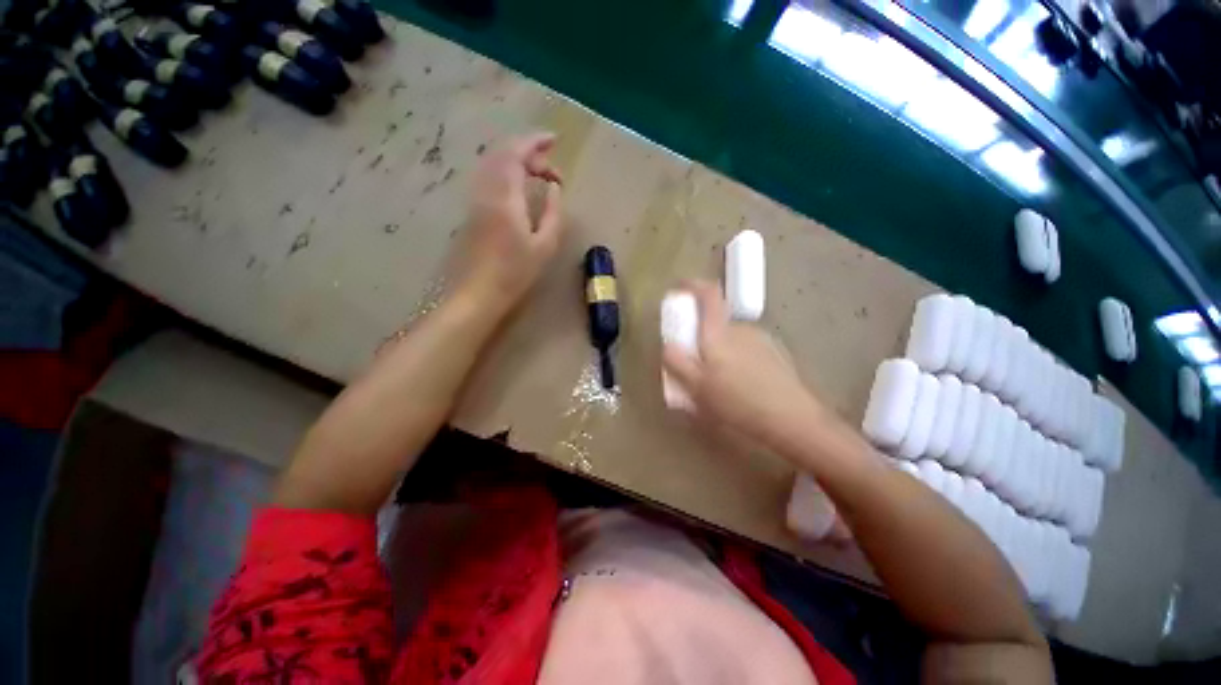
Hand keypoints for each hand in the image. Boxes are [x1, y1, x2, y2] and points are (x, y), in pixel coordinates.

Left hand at [454, 132, 564, 313]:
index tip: (554, 140)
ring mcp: (476, 200)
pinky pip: (490, 179)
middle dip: (530, 154)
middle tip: (553, 171)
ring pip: (494, 165)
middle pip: (504, 155)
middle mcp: (486, 190)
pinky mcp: (473, 211)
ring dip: (518, 164)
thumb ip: (553, 213)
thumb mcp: (544, 245)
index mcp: (506, 196)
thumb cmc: (515, 272)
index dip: (535, 141)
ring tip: (539, 178)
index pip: (516, 153)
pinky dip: (508, 175)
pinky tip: (521, 191)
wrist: (478, 292)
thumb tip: (553, 188)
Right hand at [663, 281, 825, 450]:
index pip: (708, 294)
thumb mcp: (696, 387)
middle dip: (702, 336)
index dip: (692, 286)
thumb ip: (677, 362)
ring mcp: (762, 341)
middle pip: (716, 322)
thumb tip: (668, 345)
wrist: (792, 421)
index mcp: (719, 333)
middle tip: (695, 363)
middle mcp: (742, 329)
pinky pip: (747, 350)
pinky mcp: (776, 355)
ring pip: (731, 339)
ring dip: (720, 351)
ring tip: (718, 383)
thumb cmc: (737, 403)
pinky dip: (737, 360)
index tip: (680, 289)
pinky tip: (741, 388)